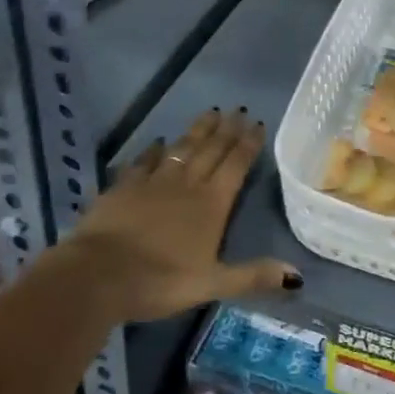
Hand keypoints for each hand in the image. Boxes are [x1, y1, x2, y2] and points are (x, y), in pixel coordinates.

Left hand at [75, 109, 298, 322]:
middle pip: (211, 150)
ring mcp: (153, 182)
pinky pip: (144, 161)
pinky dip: (154, 150)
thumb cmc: (159, 281)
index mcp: (212, 204)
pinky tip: (159, 142)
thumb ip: (252, 276)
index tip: (257, 123)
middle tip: (237, 110)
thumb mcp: (211, 283)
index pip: (236, 166)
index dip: (248, 144)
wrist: (96, 275)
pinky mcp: (124, 187)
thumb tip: (297, 276)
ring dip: (198, 130)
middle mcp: (187, 184)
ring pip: (182, 148)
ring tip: (210, 113)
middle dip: (227, 130)